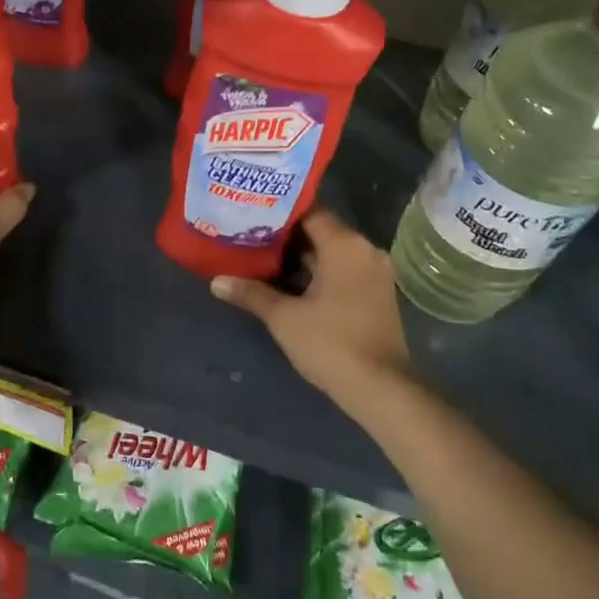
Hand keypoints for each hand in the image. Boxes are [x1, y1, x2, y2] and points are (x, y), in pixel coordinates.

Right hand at [212, 208, 412, 409]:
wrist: (382, 389)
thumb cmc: (331, 344)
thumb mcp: (284, 318)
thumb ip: (251, 293)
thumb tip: (216, 281)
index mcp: (345, 244)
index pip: (309, 210)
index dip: (278, 209)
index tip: (251, 209)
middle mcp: (364, 249)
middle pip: (319, 229)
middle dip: (284, 233)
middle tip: (247, 231)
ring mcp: (373, 272)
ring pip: (330, 251)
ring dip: (299, 254)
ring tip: (259, 254)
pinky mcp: (374, 293)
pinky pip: (341, 269)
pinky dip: (316, 271)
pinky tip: (286, 280)